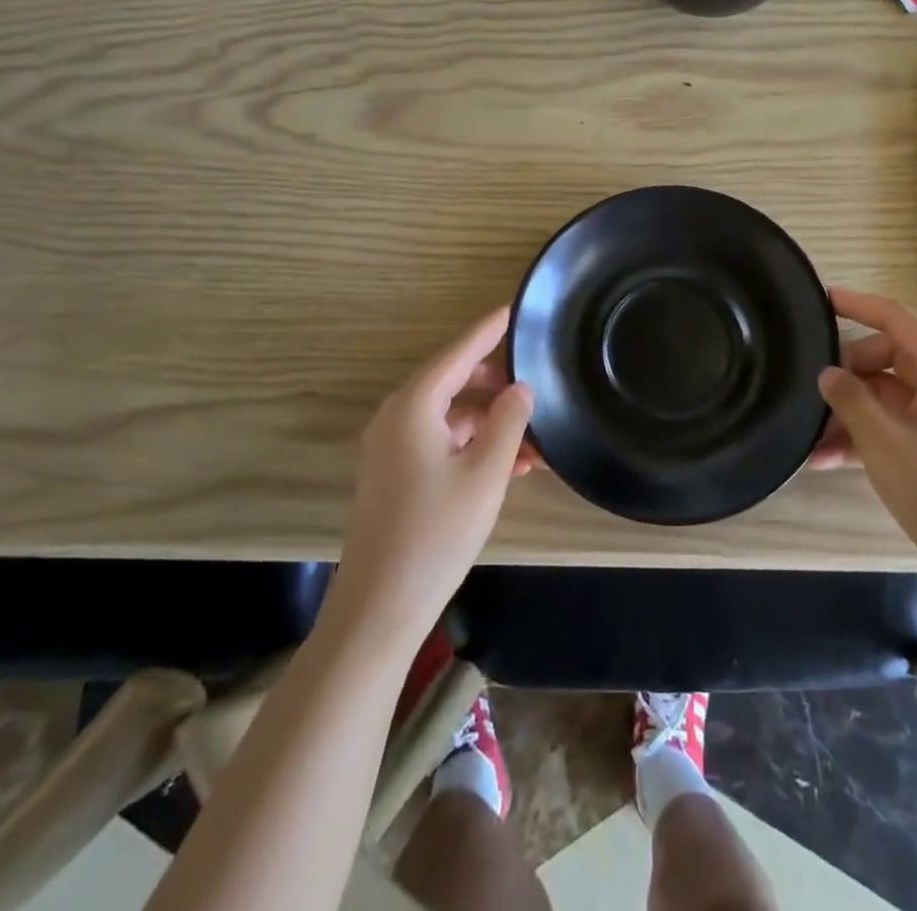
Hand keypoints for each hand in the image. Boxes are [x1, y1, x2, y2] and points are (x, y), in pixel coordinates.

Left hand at [336, 307, 533, 638]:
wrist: (379, 608)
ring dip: (492, 423)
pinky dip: (475, 446)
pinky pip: (442, 443)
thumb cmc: (436, 532)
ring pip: (451, 416)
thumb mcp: (485, 473)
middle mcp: (397, 417)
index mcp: (413, 406)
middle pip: (453, 382)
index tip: (515, 309)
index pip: (458, 352)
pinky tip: (514, 464)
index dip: (489, 330)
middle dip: (497, 383)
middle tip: (537, 382)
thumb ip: (508, 421)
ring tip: (537, 437)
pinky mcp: (396, 475)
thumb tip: (520, 388)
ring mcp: (393, 448)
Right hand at [816, 287, 916, 600]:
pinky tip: (825, 461)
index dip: (859, 304)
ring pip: (886, 397)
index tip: (823, 299)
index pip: (898, 320)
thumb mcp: (883, 441)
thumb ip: (850, 399)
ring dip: (849, 413)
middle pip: (888, 359)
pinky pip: (894, 428)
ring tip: (810, 439)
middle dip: (848, 373)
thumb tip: (829, 374)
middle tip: (814, 393)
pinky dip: (863, 437)